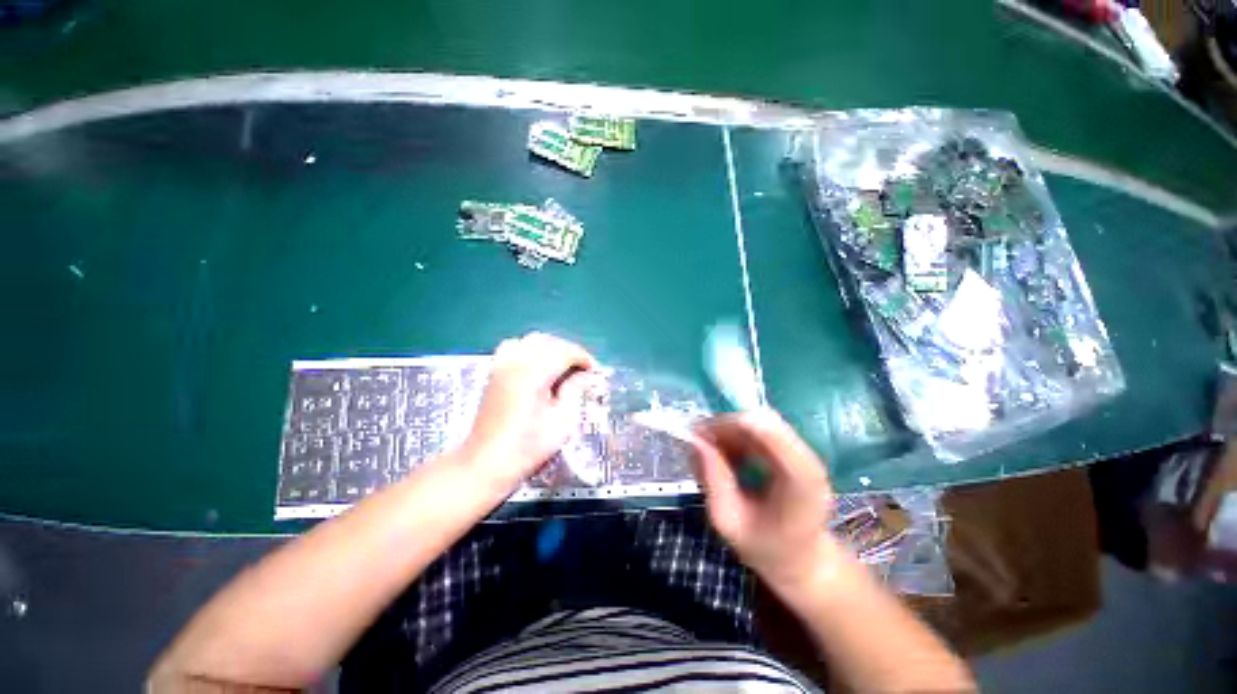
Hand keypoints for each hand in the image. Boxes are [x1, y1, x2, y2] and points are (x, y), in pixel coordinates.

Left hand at [463, 333, 596, 488]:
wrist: (486, 463)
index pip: (563, 351)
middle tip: (582, 369)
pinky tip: (537, 365)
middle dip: (569, 350)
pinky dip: (530, 349)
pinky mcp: (494, 372)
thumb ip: (574, 391)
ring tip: (562, 364)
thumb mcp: (562, 422)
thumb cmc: (528, 447)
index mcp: (533, 374)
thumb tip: (583, 375)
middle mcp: (515, 363)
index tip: (594, 370)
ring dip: (550, 347)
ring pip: (530, 340)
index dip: (582, 357)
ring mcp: (501, 365)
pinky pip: (514, 346)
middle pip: (548, 341)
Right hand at [691, 409, 837, 594]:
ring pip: (756, 421)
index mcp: (799, 480)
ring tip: (710, 455)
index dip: (729, 425)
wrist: (802, 561)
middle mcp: (806, 458)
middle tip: (697, 444)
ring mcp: (801, 452)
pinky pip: (758, 430)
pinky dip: (736, 437)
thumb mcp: (729, 521)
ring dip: (728, 432)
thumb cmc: (766, 549)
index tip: (698, 435)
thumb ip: (713, 480)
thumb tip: (694, 441)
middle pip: (759, 420)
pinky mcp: (793, 450)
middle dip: (724, 427)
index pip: (766, 430)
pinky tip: (727, 458)